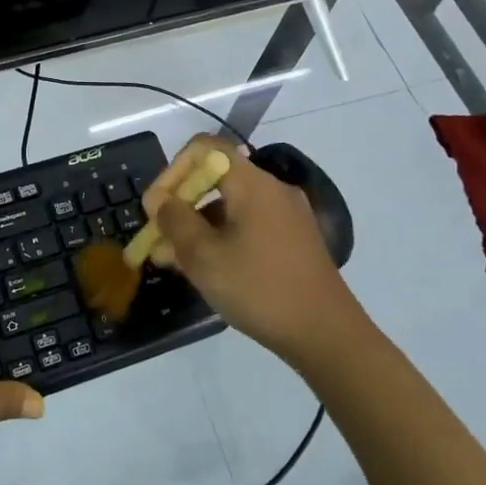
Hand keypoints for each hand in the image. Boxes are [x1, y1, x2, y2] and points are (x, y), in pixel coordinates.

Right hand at [146, 135, 364, 367]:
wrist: (327, 336)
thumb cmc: (260, 289)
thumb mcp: (204, 257)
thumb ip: (176, 221)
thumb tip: (161, 201)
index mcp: (253, 184)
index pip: (205, 148)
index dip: (174, 170)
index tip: (157, 206)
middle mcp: (273, 190)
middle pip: (216, 178)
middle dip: (181, 204)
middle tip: (158, 238)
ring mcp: (288, 215)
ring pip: (231, 206)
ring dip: (198, 226)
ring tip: (174, 261)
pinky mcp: (295, 240)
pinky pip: (249, 225)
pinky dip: (222, 237)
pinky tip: (208, 269)